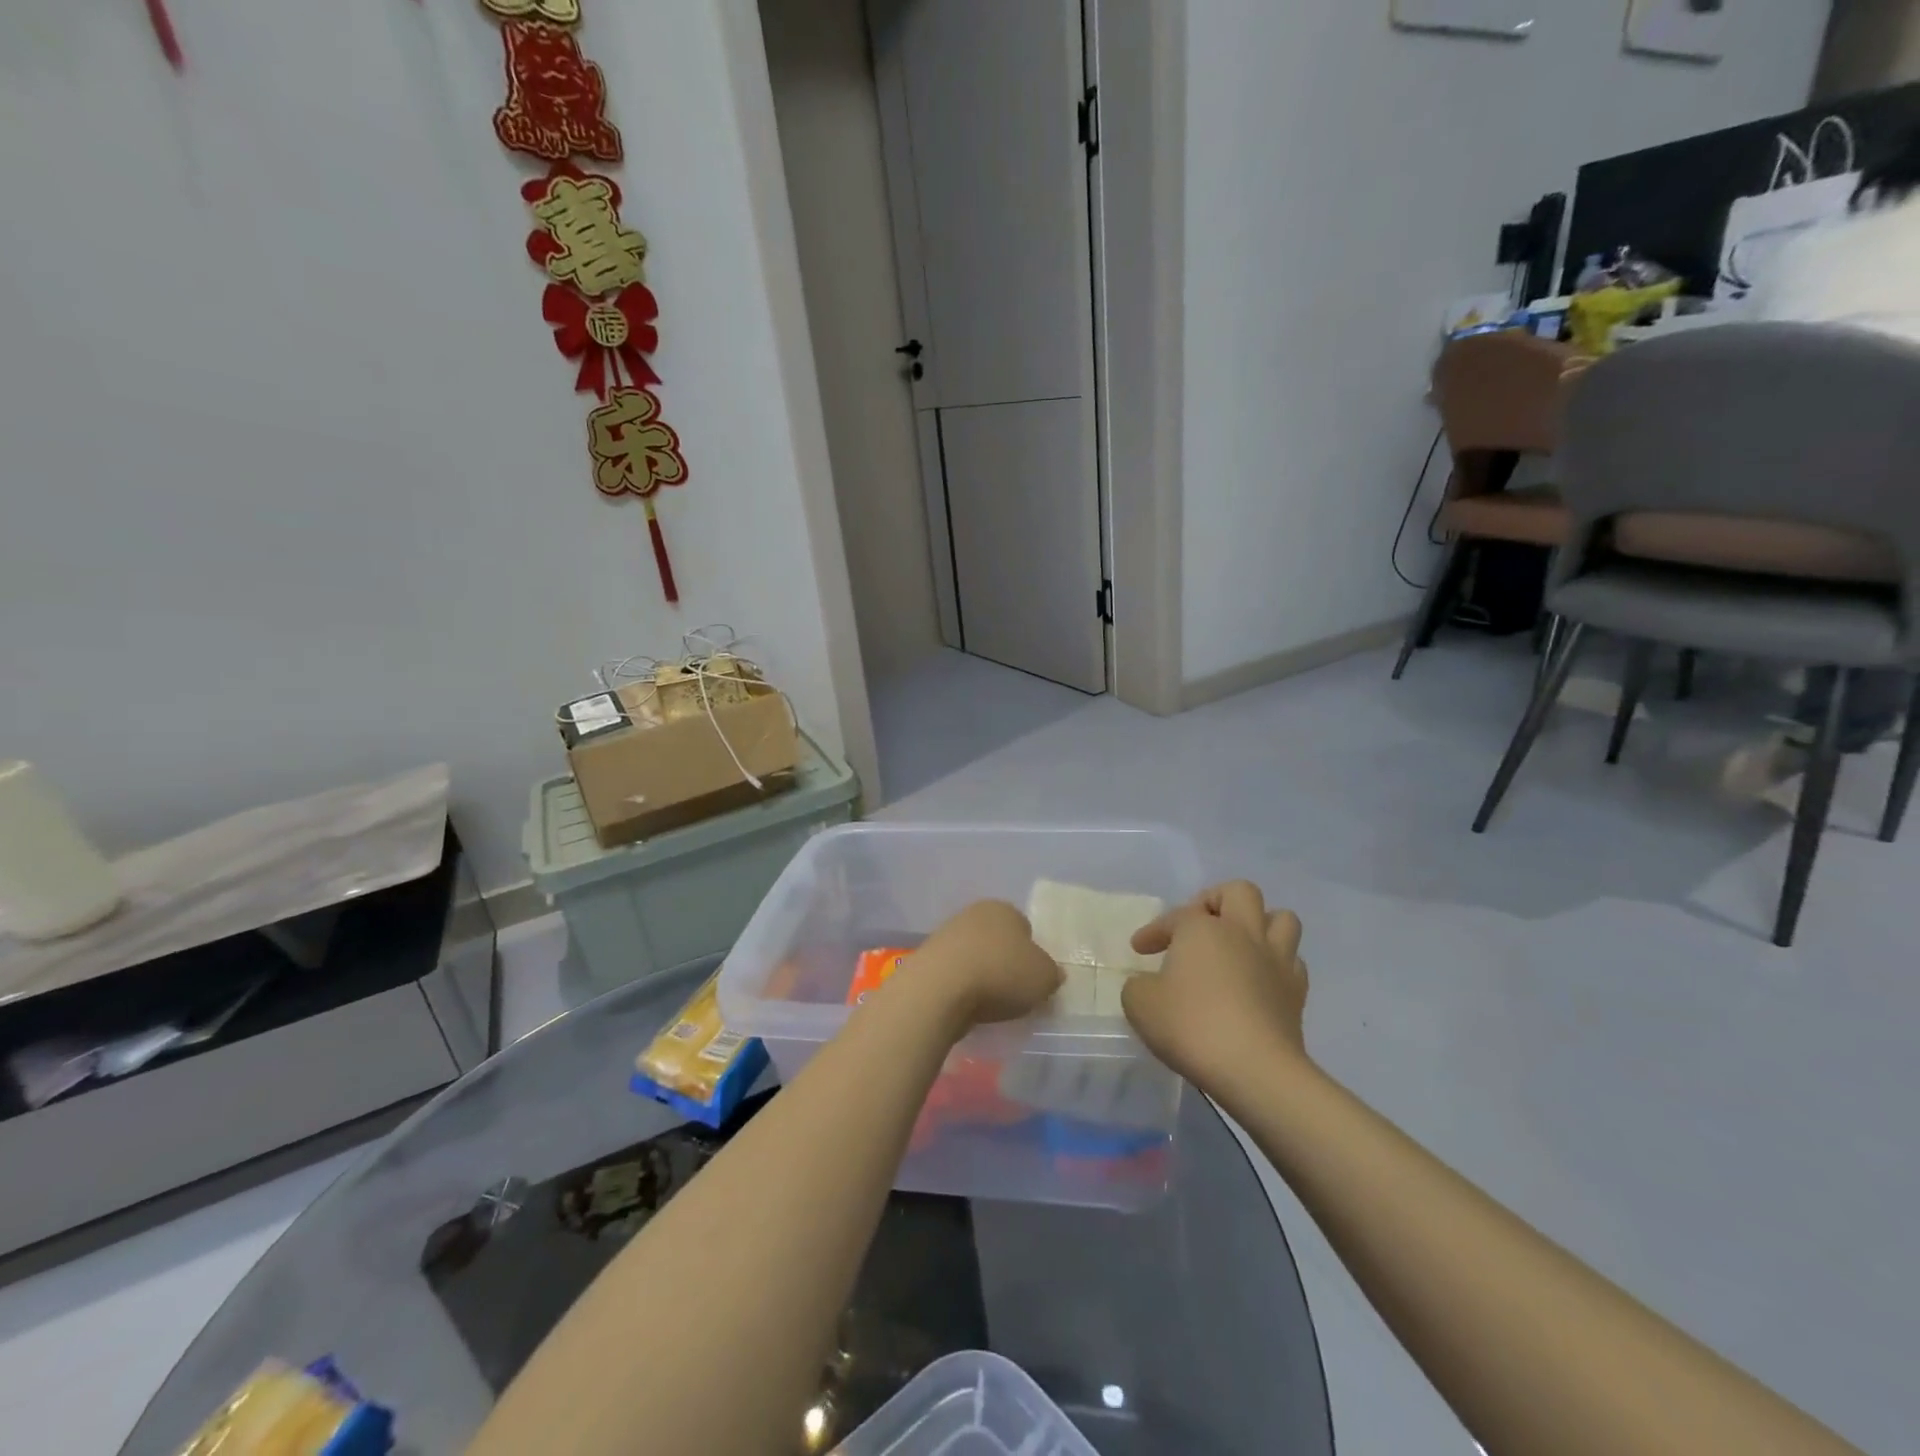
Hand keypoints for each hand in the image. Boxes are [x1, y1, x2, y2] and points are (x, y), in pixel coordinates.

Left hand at [902, 901, 1062, 1032]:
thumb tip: (1051, 974)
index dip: (1032, 953)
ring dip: (981, 975)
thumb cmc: (1000, 974)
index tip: (1033, 978)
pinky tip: (965, 1007)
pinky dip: (961, 988)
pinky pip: (954, 974)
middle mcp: (973, 914)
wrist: (940, 989)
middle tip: (1014, 992)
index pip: (1024, 927)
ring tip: (989, 1005)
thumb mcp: (1044, 977)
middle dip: (1005, 962)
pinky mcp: (927, 959)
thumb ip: (1052, 974)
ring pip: (974, 956)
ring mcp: (946, 935)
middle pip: (997, 940)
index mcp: (1004, 909)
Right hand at [1121, 881, 1310, 1092]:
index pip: (1175, 916)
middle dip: (1217, 900)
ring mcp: (1276, 960)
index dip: (1154, 930)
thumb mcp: (1140, 1004)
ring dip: (1260, 924)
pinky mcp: (1297, 992)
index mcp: (1202, 928)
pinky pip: (1292, 961)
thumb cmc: (1191, 1026)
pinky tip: (1259, 980)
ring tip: (1240, 944)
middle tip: (1199, 925)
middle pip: (1240, 892)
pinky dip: (1276, 963)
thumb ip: (1138, 986)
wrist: (1255, 1069)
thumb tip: (1148, 984)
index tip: (1139, 950)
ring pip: (1281, 918)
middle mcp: (1242, 932)